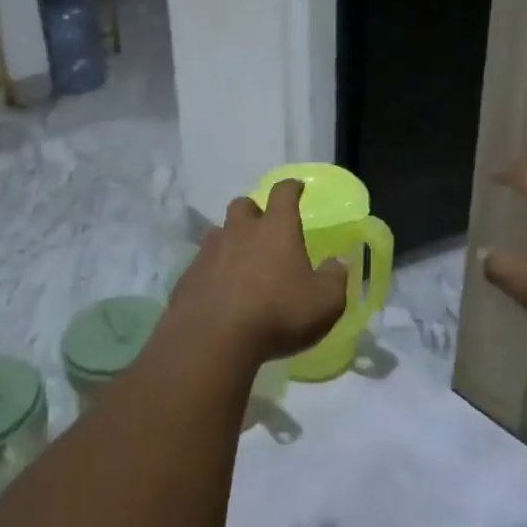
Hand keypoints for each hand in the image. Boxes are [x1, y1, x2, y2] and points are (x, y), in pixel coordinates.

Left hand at [165, 180, 349, 371]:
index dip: (291, 188)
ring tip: (241, 262)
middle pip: (243, 205)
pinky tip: (220, 291)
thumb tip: (337, 263)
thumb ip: (335, 278)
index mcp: (276, 229)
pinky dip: (213, 270)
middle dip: (254, 211)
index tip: (297, 187)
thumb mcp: (325, 302)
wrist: (212, 339)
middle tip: (264, 228)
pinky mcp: (188, 276)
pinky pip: (203, 263)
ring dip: (231, 240)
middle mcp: (240, 231)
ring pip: (219, 232)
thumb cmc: (277, 314)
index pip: (283, 194)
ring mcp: (209, 251)